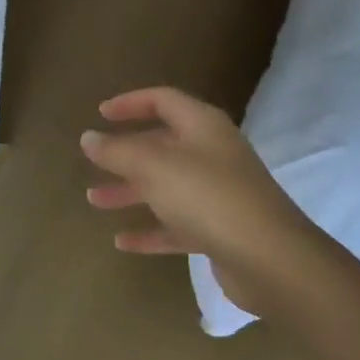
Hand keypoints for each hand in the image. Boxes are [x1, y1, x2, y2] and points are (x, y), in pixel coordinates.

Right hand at [81, 87, 319, 316]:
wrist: (270, 258)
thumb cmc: (207, 197)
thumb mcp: (154, 167)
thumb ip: (118, 151)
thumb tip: (89, 137)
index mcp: (202, 126)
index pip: (163, 100)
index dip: (130, 103)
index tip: (100, 113)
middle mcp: (212, 153)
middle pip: (162, 145)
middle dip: (125, 154)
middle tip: (93, 163)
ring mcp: (218, 193)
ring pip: (166, 186)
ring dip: (131, 191)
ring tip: (95, 201)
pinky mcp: (221, 230)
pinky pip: (177, 224)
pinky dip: (151, 230)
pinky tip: (123, 242)